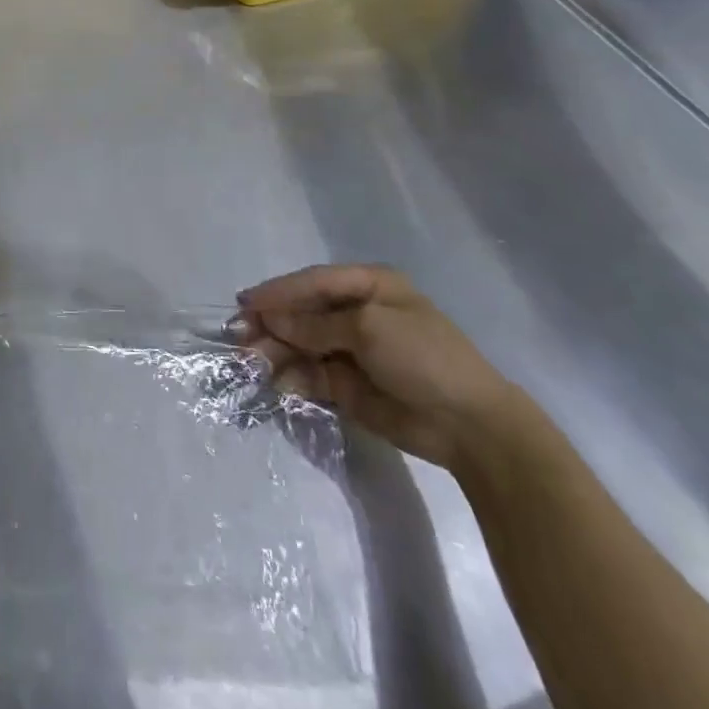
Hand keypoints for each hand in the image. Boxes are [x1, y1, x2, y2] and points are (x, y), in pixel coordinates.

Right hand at [237, 264, 524, 473]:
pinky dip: (293, 378)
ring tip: (252, 363)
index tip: (244, 302)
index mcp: (369, 286)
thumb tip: (269, 318)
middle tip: (239, 338)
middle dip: (271, 324)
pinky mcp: (348, 385)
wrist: (470, 426)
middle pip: (303, 313)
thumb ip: (315, 324)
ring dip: (276, 352)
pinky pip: (311, 375)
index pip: (312, 282)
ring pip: (301, 345)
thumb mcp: (368, 329)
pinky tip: (280, 384)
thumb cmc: (423, 357)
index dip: (277, 291)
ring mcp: (352, 350)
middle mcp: (357, 313)